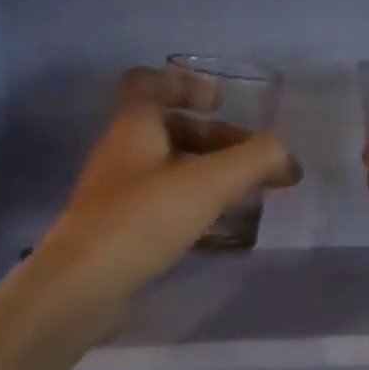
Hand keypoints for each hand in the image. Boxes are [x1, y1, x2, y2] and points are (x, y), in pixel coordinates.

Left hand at [38, 68, 299, 305]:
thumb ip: (255, 160)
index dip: (188, 85)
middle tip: (257, 162)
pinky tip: (219, 227)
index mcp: (134, 125)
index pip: (152, 83)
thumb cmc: (144, 219)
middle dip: (217, 139)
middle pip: (171, 129)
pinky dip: (193, 204)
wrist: (83, 286)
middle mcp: (122, 151)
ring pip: (169, 168)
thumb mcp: (209, 183)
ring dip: (208, 173)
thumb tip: (285, 155)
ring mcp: (117, 192)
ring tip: (247, 194)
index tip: (223, 104)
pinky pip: (162, 202)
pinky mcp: (119, 228)